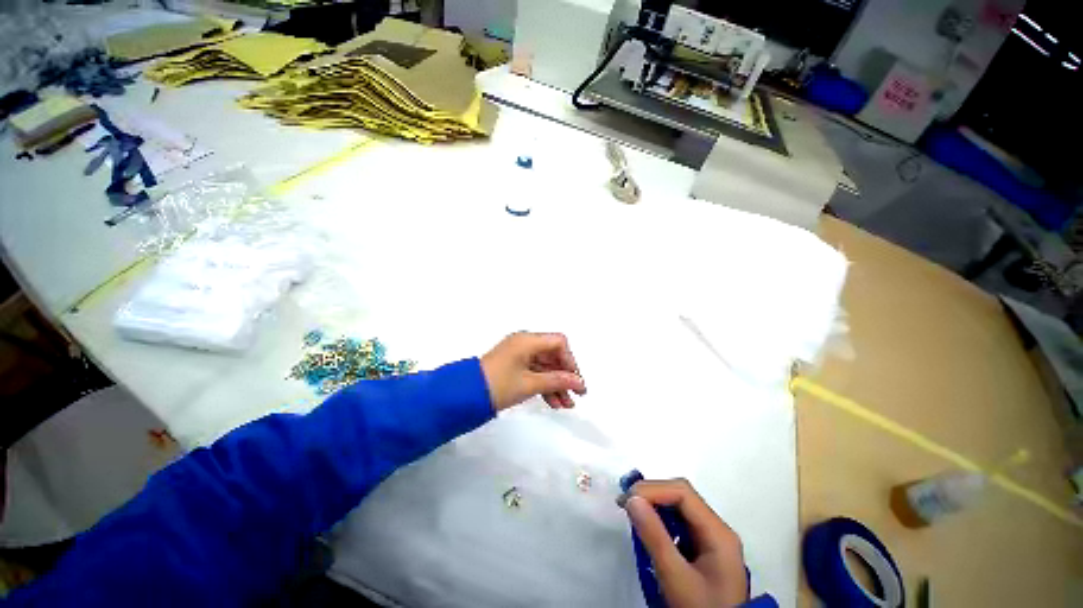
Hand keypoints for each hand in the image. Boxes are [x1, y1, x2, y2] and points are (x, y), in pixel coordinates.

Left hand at [480, 332, 585, 410]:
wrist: (466, 395)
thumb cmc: (498, 384)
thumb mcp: (531, 384)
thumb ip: (557, 381)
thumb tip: (578, 382)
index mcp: (527, 340)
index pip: (559, 343)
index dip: (570, 361)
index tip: (575, 381)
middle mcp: (523, 344)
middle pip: (553, 356)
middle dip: (565, 377)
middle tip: (576, 396)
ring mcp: (516, 355)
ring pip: (544, 367)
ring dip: (556, 385)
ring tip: (565, 406)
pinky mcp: (511, 367)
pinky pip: (534, 373)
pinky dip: (544, 386)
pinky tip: (552, 402)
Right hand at [621, 479, 747, 607]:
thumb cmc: (699, 603)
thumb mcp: (674, 574)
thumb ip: (654, 537)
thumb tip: (633, 502)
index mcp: (717, 531)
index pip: (685, 494)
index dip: (653, 490)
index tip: (623, 501)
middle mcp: (718, 530)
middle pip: (686, 499)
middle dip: (654, 496)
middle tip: (623, 506)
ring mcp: (715, 541)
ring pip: (685, 514)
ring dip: (658, 510)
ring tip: (631, 516)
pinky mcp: (707, 553)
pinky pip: (685, 530)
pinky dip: (665, 526)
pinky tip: (649, 533)